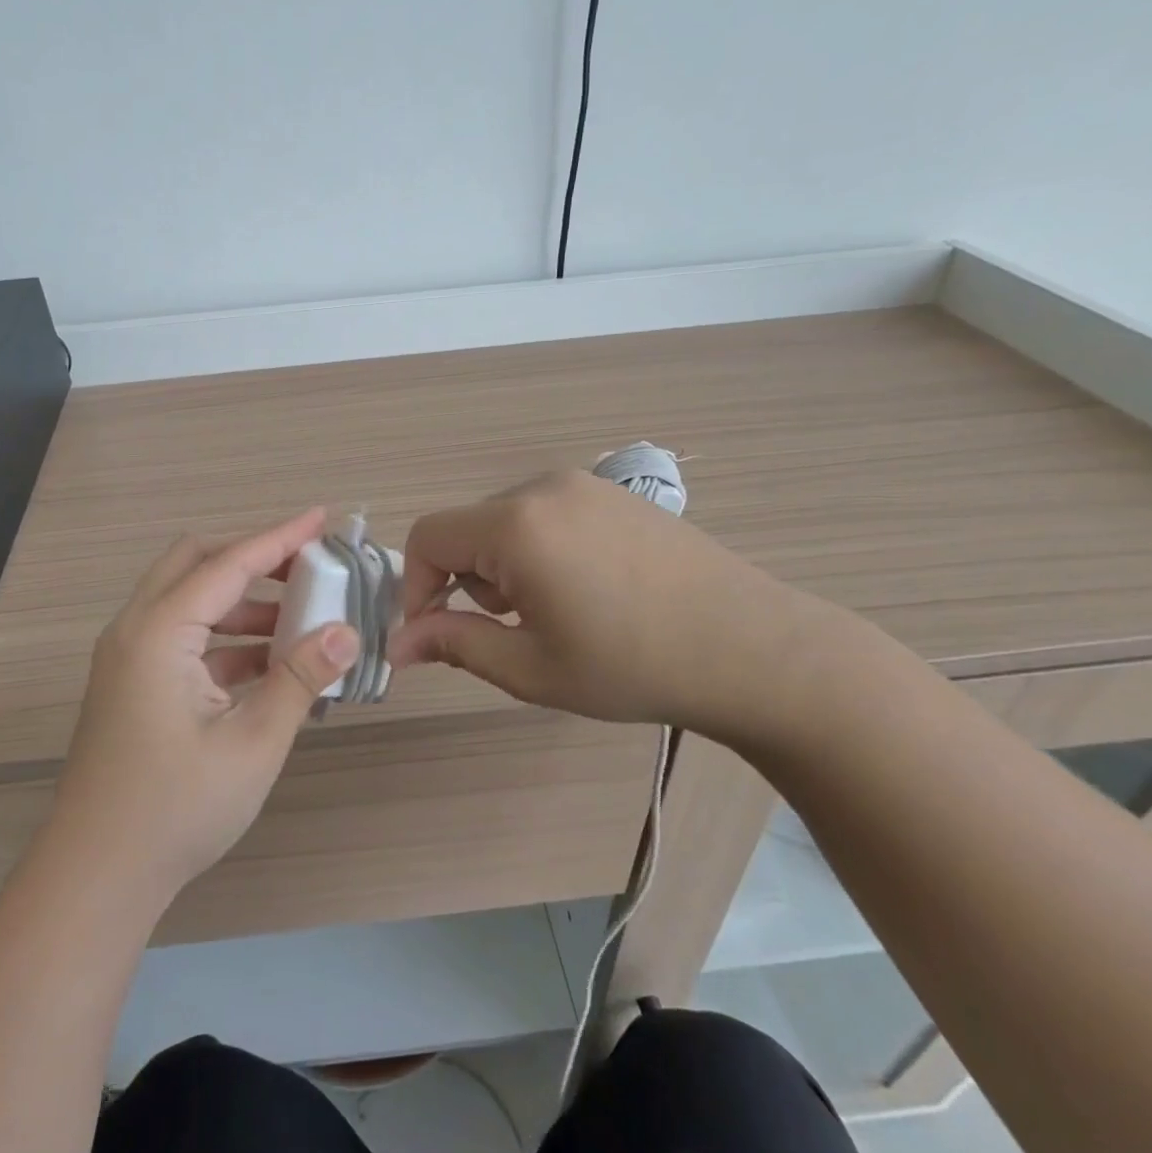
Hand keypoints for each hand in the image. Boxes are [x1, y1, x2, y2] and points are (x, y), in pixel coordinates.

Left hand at [48, 508, 360, 906]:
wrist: (97, 877)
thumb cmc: (176, 808)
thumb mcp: (253, 741)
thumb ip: (301, 677)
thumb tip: (347, 632)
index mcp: (158, 632)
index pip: (228, 564)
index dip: (279, 538)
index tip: (322, 518)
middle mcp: (135, 631)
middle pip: (196, 563)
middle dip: (253, 558)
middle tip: (307, 566)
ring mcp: (129, 659)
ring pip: (189, 601)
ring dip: (242, 602)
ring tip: (301, 619)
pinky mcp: (133, 685)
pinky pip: (184, 639)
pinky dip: (226, 638)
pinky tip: (271, 664)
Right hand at [388, 470, 843, 745]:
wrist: (753, 649)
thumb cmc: (631, 665)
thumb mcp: (531, 668)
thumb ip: (455, 645)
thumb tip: (399, 644)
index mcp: (516, 525)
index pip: (427, 537)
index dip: (416, 587)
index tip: (435, 635)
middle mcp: (543, 487)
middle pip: (468, 528)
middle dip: (467, 581)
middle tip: (512, 632)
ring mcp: (585, 484)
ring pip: (506, 521)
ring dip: (504, 566)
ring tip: (554, 613)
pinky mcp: (615, 493)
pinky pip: (547, 513)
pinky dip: (540, 549)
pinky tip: (587, 588)